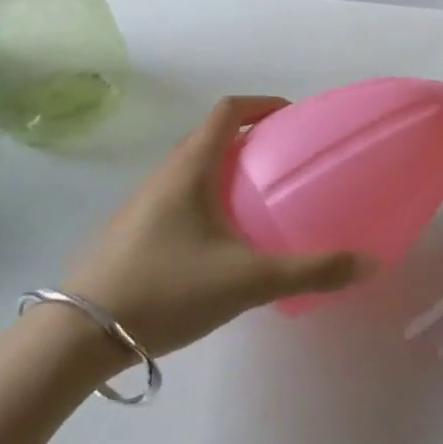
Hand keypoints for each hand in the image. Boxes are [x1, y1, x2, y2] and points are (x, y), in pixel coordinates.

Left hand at [60, 96, 374, 357]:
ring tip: (259, 200)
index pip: (226, 111)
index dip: (261, 104)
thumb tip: (368, 261)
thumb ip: (311, 271)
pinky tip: (222, 243)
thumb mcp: (248, 281)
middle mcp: (163, 177)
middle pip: (210, 138)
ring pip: (191, 170)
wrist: (73, 340)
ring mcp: (141, 207)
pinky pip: (177, 199)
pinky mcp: (130, 235)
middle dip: (250, 139)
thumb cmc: (165, 290)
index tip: (293, 117)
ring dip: (226, 171)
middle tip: (285, 162)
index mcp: (190, 169)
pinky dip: (207, 199)